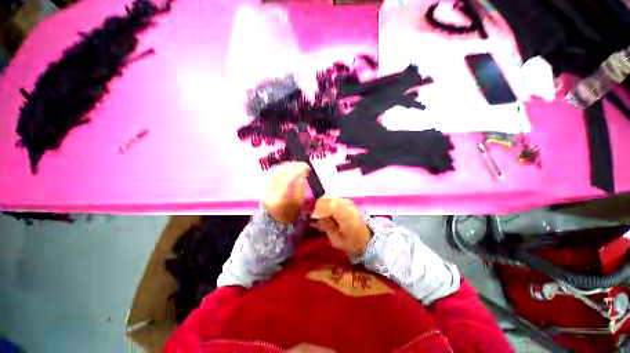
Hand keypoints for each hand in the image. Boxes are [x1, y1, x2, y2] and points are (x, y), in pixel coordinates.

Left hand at [262, 162, 310, 223]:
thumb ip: (300, 187)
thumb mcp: (299, 202)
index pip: (287, 180)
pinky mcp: (265, 186)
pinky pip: (274, 173)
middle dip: (293, 165)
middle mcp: (270, 193)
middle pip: (280, 173)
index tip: (307, 167)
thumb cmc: (291, 214)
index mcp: (280, 200)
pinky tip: (289, 168)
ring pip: (276, 171)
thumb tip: (302, 173)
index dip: (298, 171)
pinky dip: (283, 169)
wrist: (276, 221)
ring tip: (297, 165)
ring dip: (288, 165)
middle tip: (303, 164)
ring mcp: (265, 189)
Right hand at [311, 196, 371, 256]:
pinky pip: (332, 198)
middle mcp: (347, 204)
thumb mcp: (336, 240)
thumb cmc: (351, 242)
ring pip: (328, 197)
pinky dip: (327, 204)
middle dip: (318, 207)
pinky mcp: (346, 200)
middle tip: (318, 219)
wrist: (366, 238)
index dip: (318, 211)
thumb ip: (327, 227)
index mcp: (346, 215)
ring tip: (324, 216)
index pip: (328, 205)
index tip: (314, 220)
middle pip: (326, 199)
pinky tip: (329, 213)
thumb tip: (317, 216)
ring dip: (322, 205)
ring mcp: (347, 201)